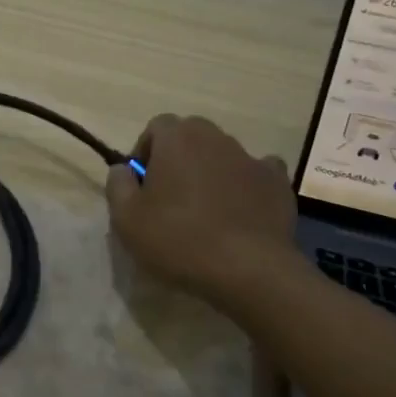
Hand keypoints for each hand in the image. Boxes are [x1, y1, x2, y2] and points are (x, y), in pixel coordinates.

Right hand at [105, 114, 300, 305]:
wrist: (248, 270)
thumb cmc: (178, 239)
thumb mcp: (126, 218)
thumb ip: (117, 184)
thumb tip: (123, 169)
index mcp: (177, 138)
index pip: (156, 127)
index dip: (145, 152)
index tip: (142, 186)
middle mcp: (216, 138)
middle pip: (191, 136)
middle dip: (178, 158)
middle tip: (170, 197)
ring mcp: (251, 158)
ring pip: (222, 155)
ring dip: (210, 172)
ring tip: (205, 212)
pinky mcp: (278, 183)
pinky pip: (257, 174)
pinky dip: (246, 186)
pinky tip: (240, 211)